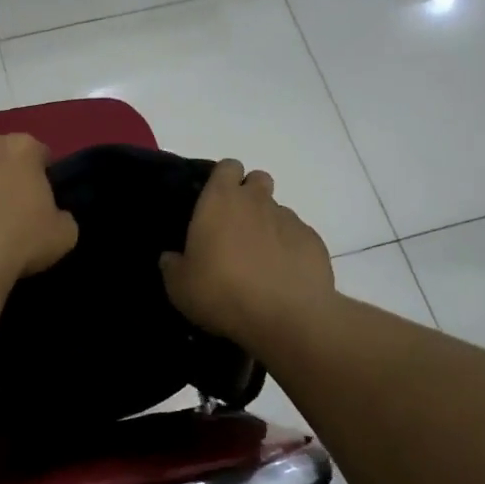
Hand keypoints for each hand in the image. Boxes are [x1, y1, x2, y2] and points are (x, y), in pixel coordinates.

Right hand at [159, 159, 332, 347]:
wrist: (286, 316)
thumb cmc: (222, 292)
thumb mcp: (180, 287)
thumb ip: (173, 266)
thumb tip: (171, 259)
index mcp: (220, 200)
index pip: (227, 166)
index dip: (223, 180)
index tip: (215, 203)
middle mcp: (256, 201)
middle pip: (257, 179)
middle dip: (249, 195)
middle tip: (236, 228)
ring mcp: (289, 219)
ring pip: (277, 210)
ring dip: (268, 226)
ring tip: (260, 260)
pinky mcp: (313, 241)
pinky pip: (298, 236)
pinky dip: (290, 249)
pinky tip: (283, 276)